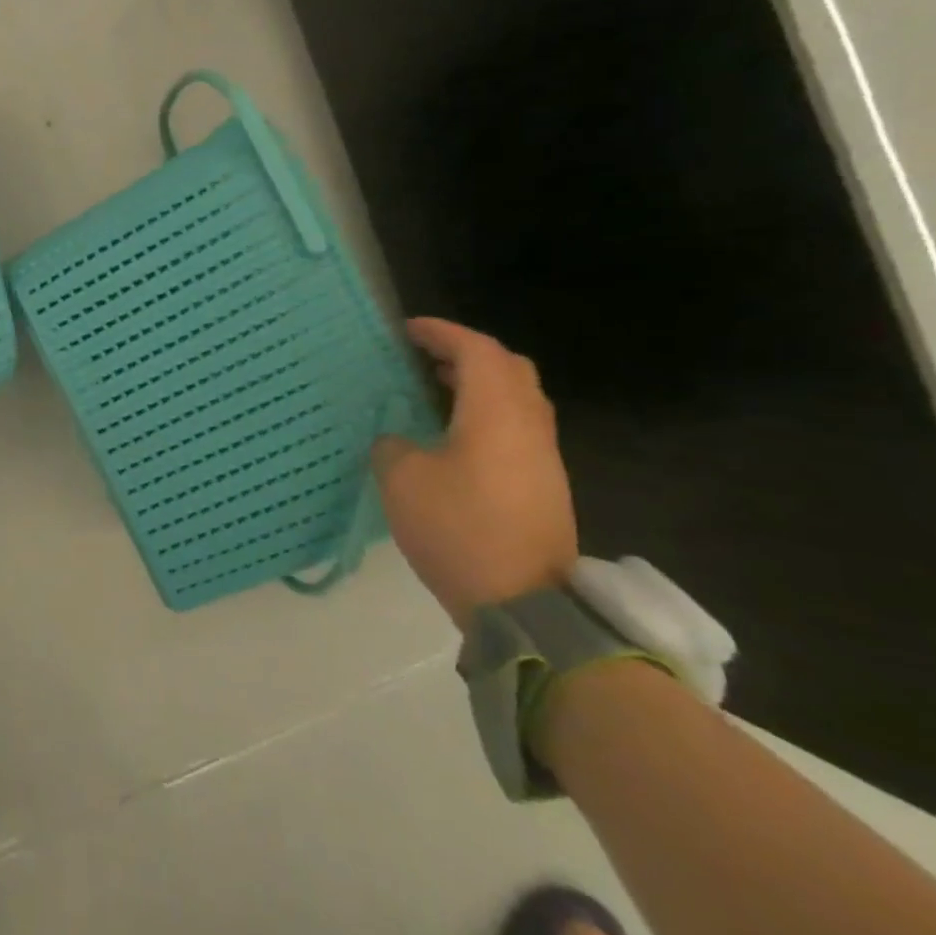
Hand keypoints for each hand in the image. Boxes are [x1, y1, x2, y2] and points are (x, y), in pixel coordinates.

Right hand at [371, 318, 577, 626]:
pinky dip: (486, 412)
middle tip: (426, 356)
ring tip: (435, 388)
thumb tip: (399, 440)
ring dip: (478, 383)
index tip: (406, 329)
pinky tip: (452, 433)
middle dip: (466, 352)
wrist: (524, 605)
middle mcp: (528, 425)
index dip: (441, 332)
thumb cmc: (459, 528)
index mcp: (496, 413)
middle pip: (508, 367)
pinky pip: (516, 427)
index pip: (476, 350)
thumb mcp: (402, 480)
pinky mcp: (543, 484)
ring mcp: (542, 456)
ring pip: (517, 397)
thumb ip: (392, 445)